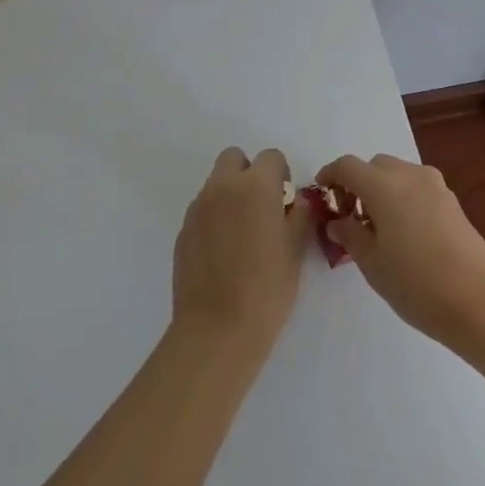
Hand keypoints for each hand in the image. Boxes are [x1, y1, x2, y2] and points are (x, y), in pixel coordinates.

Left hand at [172, 147, 311, 355]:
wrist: (217, 328)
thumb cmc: (267, 288)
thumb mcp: (296, 249)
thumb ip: (301, 215)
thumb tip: (298, 201)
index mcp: (255, 185)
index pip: (271, 157)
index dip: (281, 175)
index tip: (285, 203)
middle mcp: (223, 187)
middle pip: (235, 158)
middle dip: (249, 174)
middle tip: (262, 208)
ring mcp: (198, 207)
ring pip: (216, 183)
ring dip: (230, 195)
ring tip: (242, 235)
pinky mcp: (183, 230)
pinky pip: (202, 209)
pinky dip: (214, 218)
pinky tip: (223, 253)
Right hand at [317, 153, 484, 349]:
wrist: (481, 302)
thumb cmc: (417, 284)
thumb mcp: (372, 264)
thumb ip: (350, 235)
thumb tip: (338, 221)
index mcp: (384, 186)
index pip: (347, 166)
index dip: (330, 175)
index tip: (322, 195)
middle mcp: (410, 176)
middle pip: (374, 166)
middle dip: (357, 183)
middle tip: (349, 216)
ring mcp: (436, 186)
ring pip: (398, 174)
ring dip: (381, 189)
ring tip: (377, 227)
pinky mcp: (452, 202)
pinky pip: (417, 187)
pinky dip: (402, 197)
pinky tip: (404, 233)